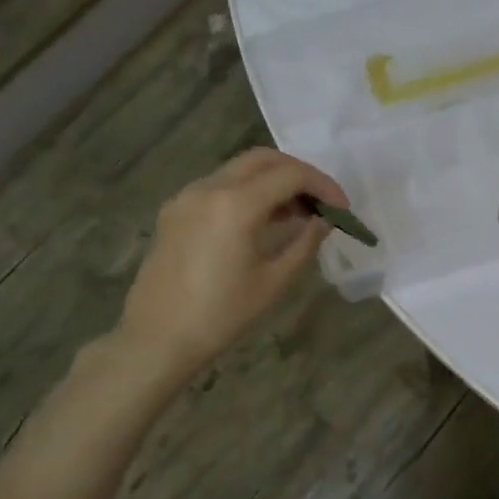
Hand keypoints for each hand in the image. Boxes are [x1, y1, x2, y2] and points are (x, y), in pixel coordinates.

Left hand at [116, 148, 346, 388]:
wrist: (157, 338)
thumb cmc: (221, 315)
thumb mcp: (274, 282)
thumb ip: (304, 243)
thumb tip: (322, 221)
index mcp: (236, 204)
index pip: (290, 175)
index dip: (323, 186)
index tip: (342, 209)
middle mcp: (209, 188)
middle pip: (263, 159)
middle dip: (298, 173)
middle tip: (321, 201)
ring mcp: (186, 196)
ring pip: (239, 170)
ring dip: (272, 181)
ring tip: (296, 213)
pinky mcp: (175, 211)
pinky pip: (219, 186)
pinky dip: (247, 192)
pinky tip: (261, 222)